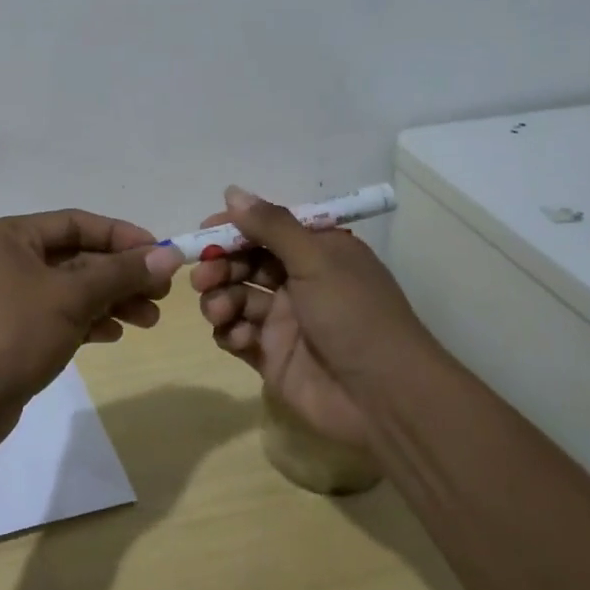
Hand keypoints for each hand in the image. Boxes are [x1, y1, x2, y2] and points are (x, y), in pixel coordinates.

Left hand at [0, 210, 173, 450]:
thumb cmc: (14, 332)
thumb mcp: (72, 296)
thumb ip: (122, 272)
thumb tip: (170, 254)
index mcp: (10, 236)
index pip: (77, 222)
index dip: (122, 236)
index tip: (160, 253)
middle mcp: (7, 258)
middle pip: (77, 256)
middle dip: (121, 274)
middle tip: (161, 293)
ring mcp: (9, 296)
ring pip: (72, 288)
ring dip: (112, 300)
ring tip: (150, 320)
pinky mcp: (14, 330)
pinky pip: (61, 314)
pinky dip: (89, 320)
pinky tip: (115, 333)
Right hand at [179, 186, 432, 449]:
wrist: (384, 397)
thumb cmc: (354, 314)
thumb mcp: (316, 259)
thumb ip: (272, 225)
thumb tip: (232, 191)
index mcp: (316, 252)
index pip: (266, 229)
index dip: (233, 228)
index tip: (204, 232)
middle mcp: (298, 281)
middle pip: (244, 263)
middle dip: (219, 266)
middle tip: (204, 277)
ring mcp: (283, 320)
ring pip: (235, 298)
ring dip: (219, 299)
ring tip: (219, 311)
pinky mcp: (271, 356)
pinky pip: (236, 335)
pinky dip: (230, 333)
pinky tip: (239, 338)